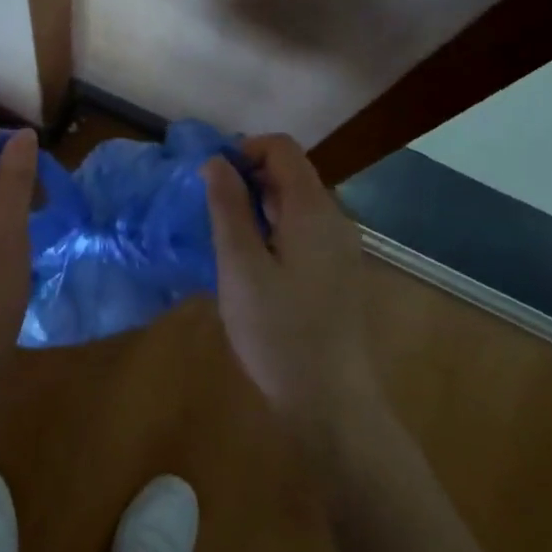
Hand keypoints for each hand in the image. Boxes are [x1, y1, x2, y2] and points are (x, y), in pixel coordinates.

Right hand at [204, 134, 374, 426]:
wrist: (330, 402)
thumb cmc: (278, 331)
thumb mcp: (240, 266)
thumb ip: (228, 208)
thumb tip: (215, 161)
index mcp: (313, 210)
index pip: (282, 148)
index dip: (244, 150)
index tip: (211, 179)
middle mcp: (334, 219)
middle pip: (291, 173)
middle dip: (248, 178)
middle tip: (211, 211)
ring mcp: (340, 247)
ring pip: (296, 202)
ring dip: (259, 205)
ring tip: (226, 238)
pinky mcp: (337, 271)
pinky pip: (304, 229)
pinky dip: (274, 228)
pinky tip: (252, 263)